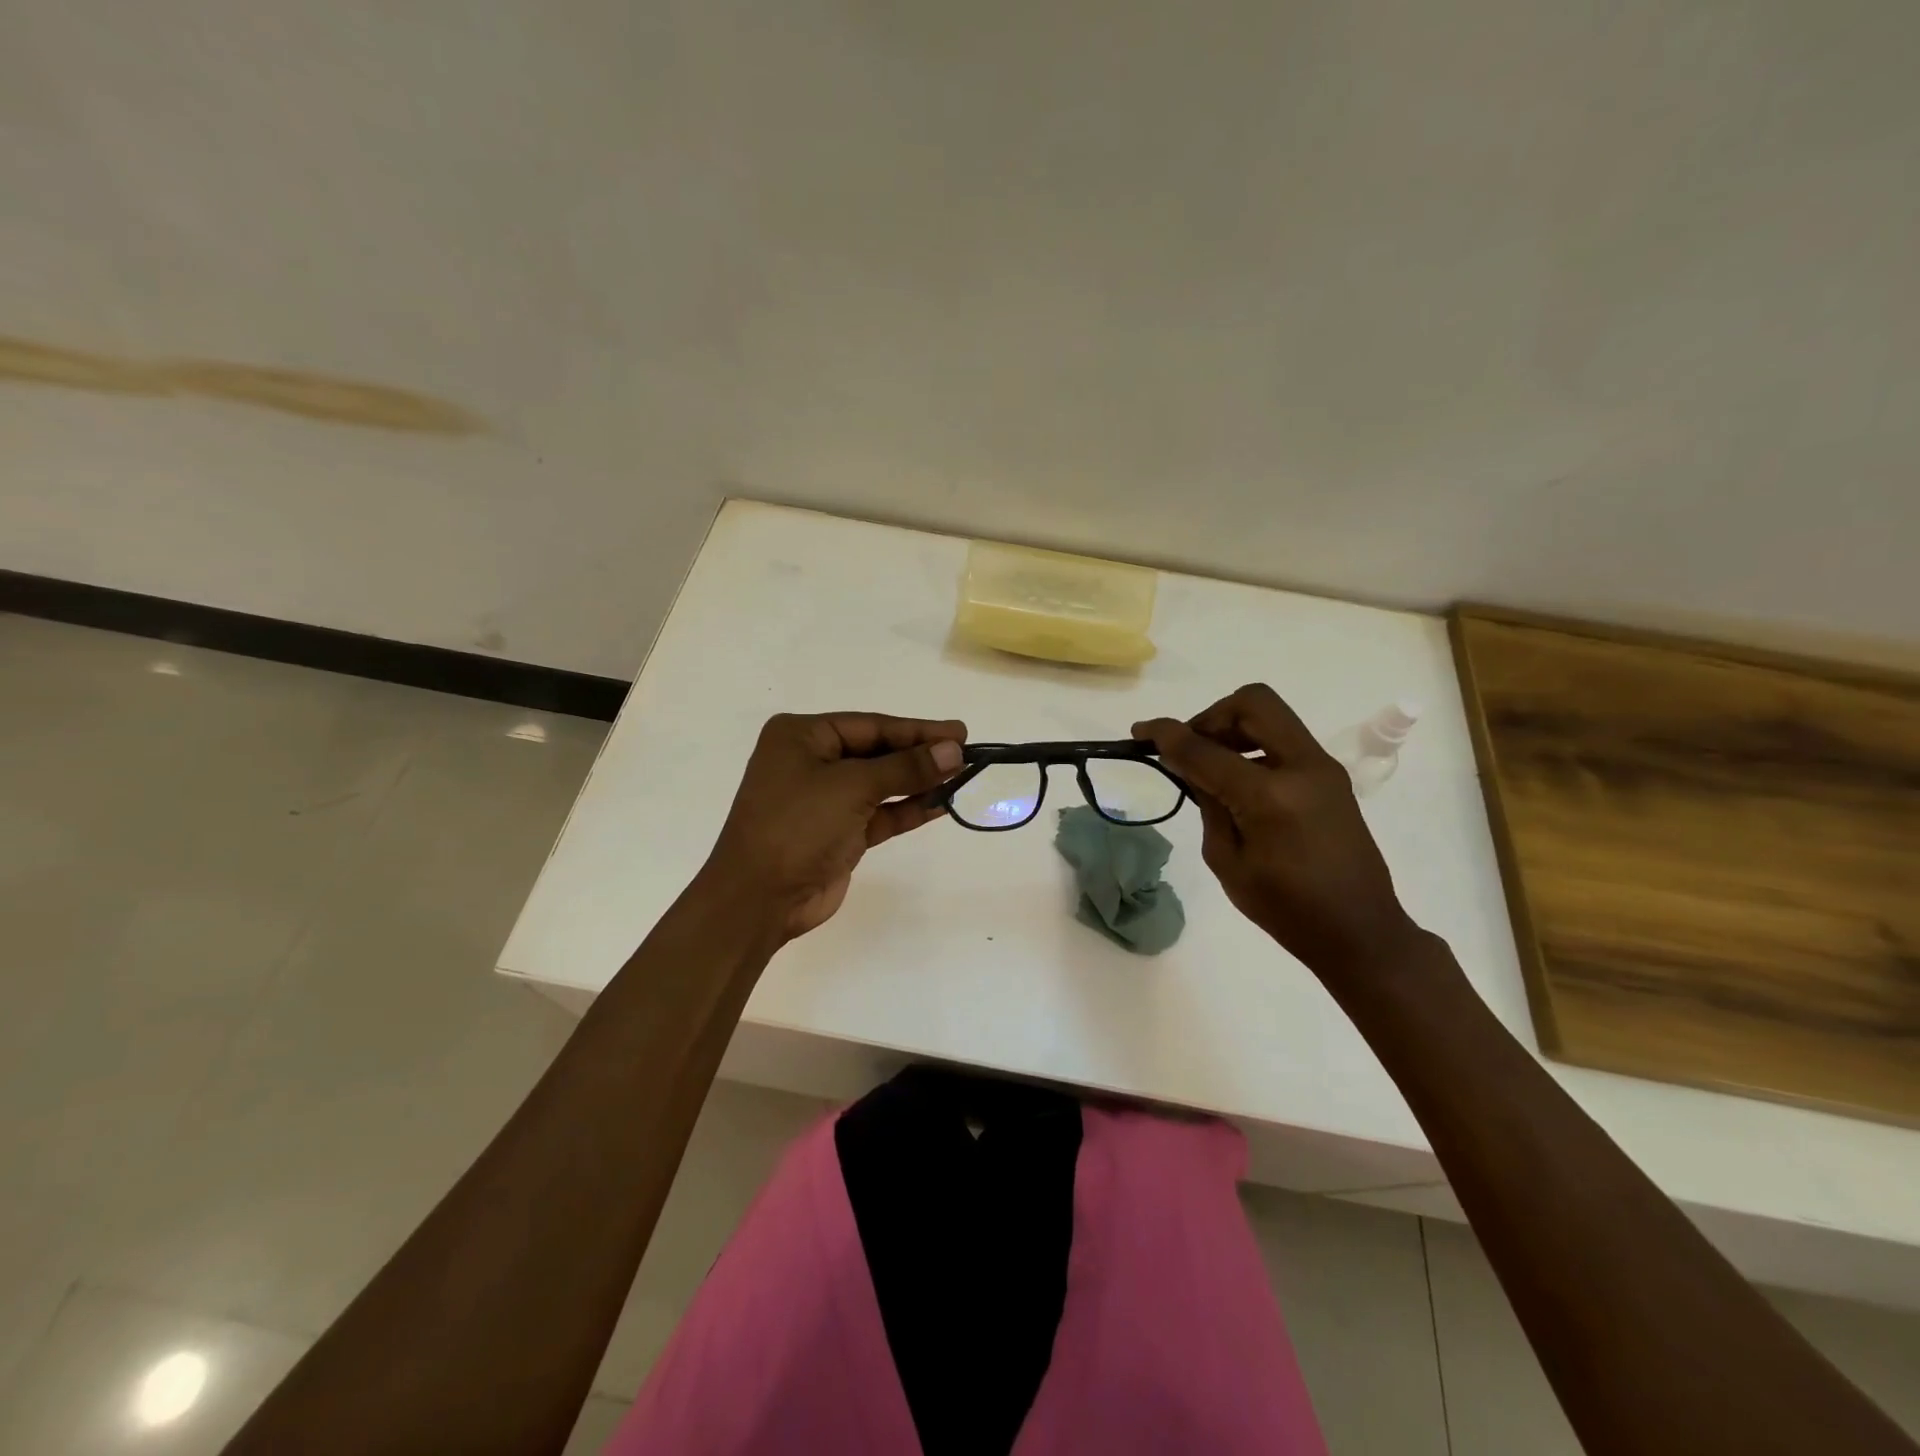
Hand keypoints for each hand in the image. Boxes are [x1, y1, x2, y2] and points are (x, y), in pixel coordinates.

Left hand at [700, 711, 966, 940]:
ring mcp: (825, 799)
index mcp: (801, 736)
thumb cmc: (797, 826)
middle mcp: (811, 761)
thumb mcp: (852, 788)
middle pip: (877, 752)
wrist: (758, 899)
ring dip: (918, 782)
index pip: (870, 725)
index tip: (959, 732)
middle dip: (920, 755)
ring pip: (881, 783)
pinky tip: (941, 804)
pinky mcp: (838, 832)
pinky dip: (908, 809)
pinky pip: (880, 813)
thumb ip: (905, 768)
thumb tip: (953, 750)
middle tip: (966, 753)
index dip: (917, 730)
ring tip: (962, 776)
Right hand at [1134, 684, 1420, 975]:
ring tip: (1212, 767)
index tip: (1141, 731)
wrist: (1359, 930)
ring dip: (1234, 728)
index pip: (1206, 749)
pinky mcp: (1330, 776)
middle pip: (1252, 703)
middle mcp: (1303, 767)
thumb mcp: (1227, 861)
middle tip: (1190, 748)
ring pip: (1271, 715)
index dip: (1168, 735)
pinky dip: (1253, 745)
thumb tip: (1190, 765)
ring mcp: (1322, 768)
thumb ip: (1208, 803)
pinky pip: (1284, 739)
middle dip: (1210, 716)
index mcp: (1271, 796)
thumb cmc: (1286, 908)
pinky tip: (1238, 782)